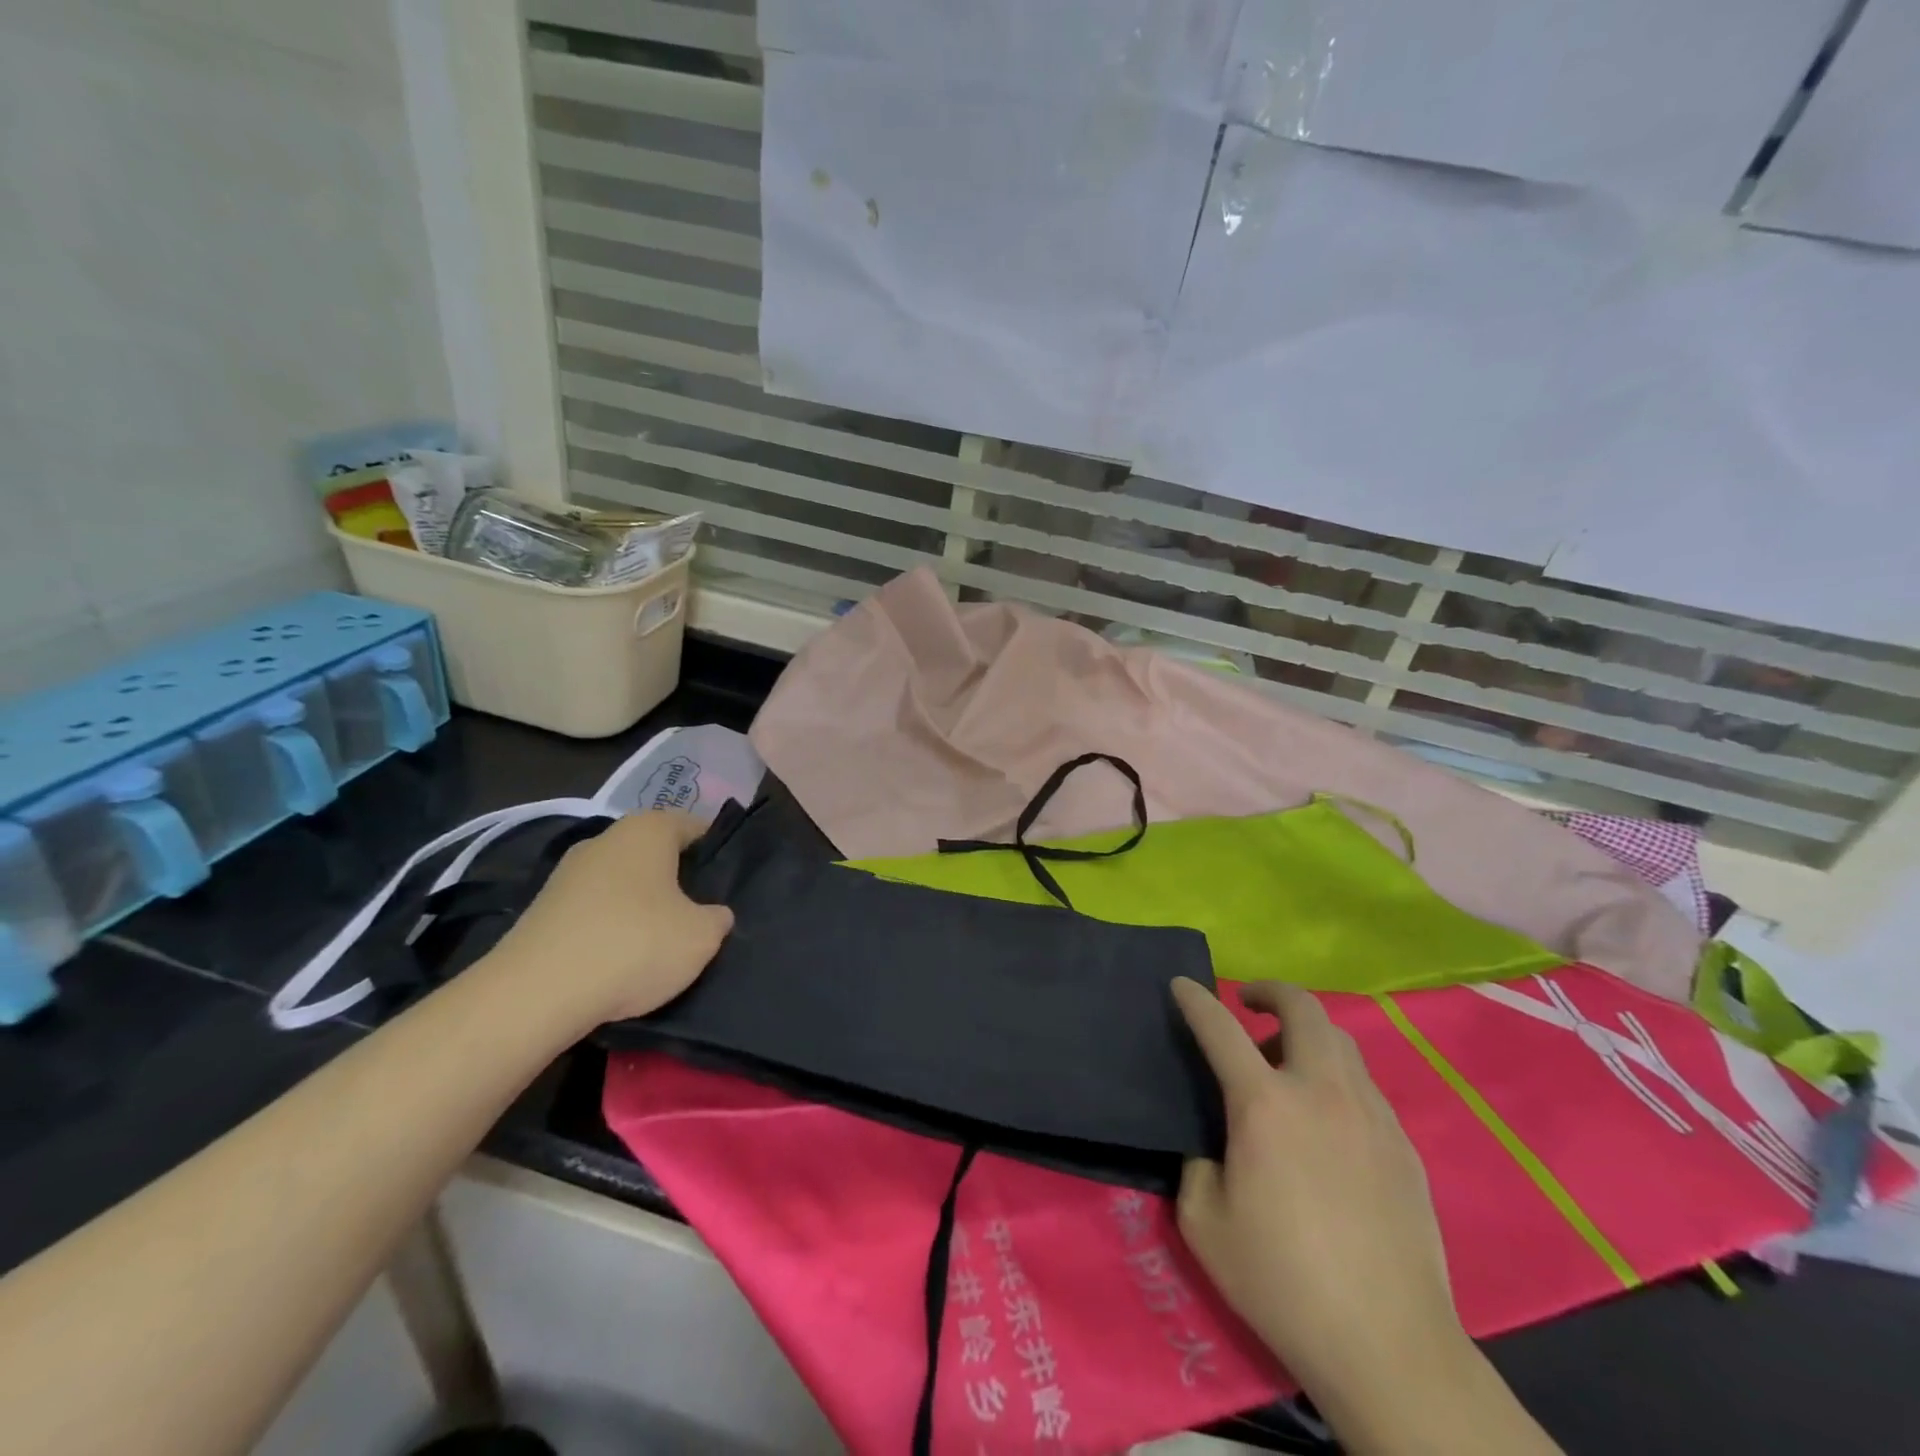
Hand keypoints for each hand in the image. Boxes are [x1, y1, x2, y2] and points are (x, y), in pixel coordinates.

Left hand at [487, 812, 733, 1027]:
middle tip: (701, 916)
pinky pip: (594, 911)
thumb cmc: (635, 945)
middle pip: (656, 854)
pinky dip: (611, 929)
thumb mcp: (702, 936)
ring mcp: (568, 874)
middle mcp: (605, 839)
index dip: (717, 854)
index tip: (729, 886)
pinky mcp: (543, 910)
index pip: (696, 827)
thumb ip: (717, 918)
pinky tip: (621, 961)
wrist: (535, 995)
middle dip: (679, 881)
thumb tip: (713, 914)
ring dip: (643, 907)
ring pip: (623, 883)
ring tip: (662, 944)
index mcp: (647, 830)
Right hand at [1171, 979, 1466, 1409]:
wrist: (1389, 1346)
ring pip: (1341, 1041)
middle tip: (1249, 1003)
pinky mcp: (1403, 1145)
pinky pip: (1364, 1084)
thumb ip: (1197, 1165)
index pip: (1221, 1028)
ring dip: (1306, 1033)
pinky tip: (1326, 1118)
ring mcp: (1370, 1114)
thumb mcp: (1204, 1223)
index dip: (1195, 999)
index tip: (1181, 984)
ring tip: (1285, 1064)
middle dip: (1271, 991)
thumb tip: (1213, 1148)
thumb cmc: (1282, 1281)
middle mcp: (1320, 1091)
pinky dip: (1336, 1076)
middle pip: (1303, 1008)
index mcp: (1265, 1104)